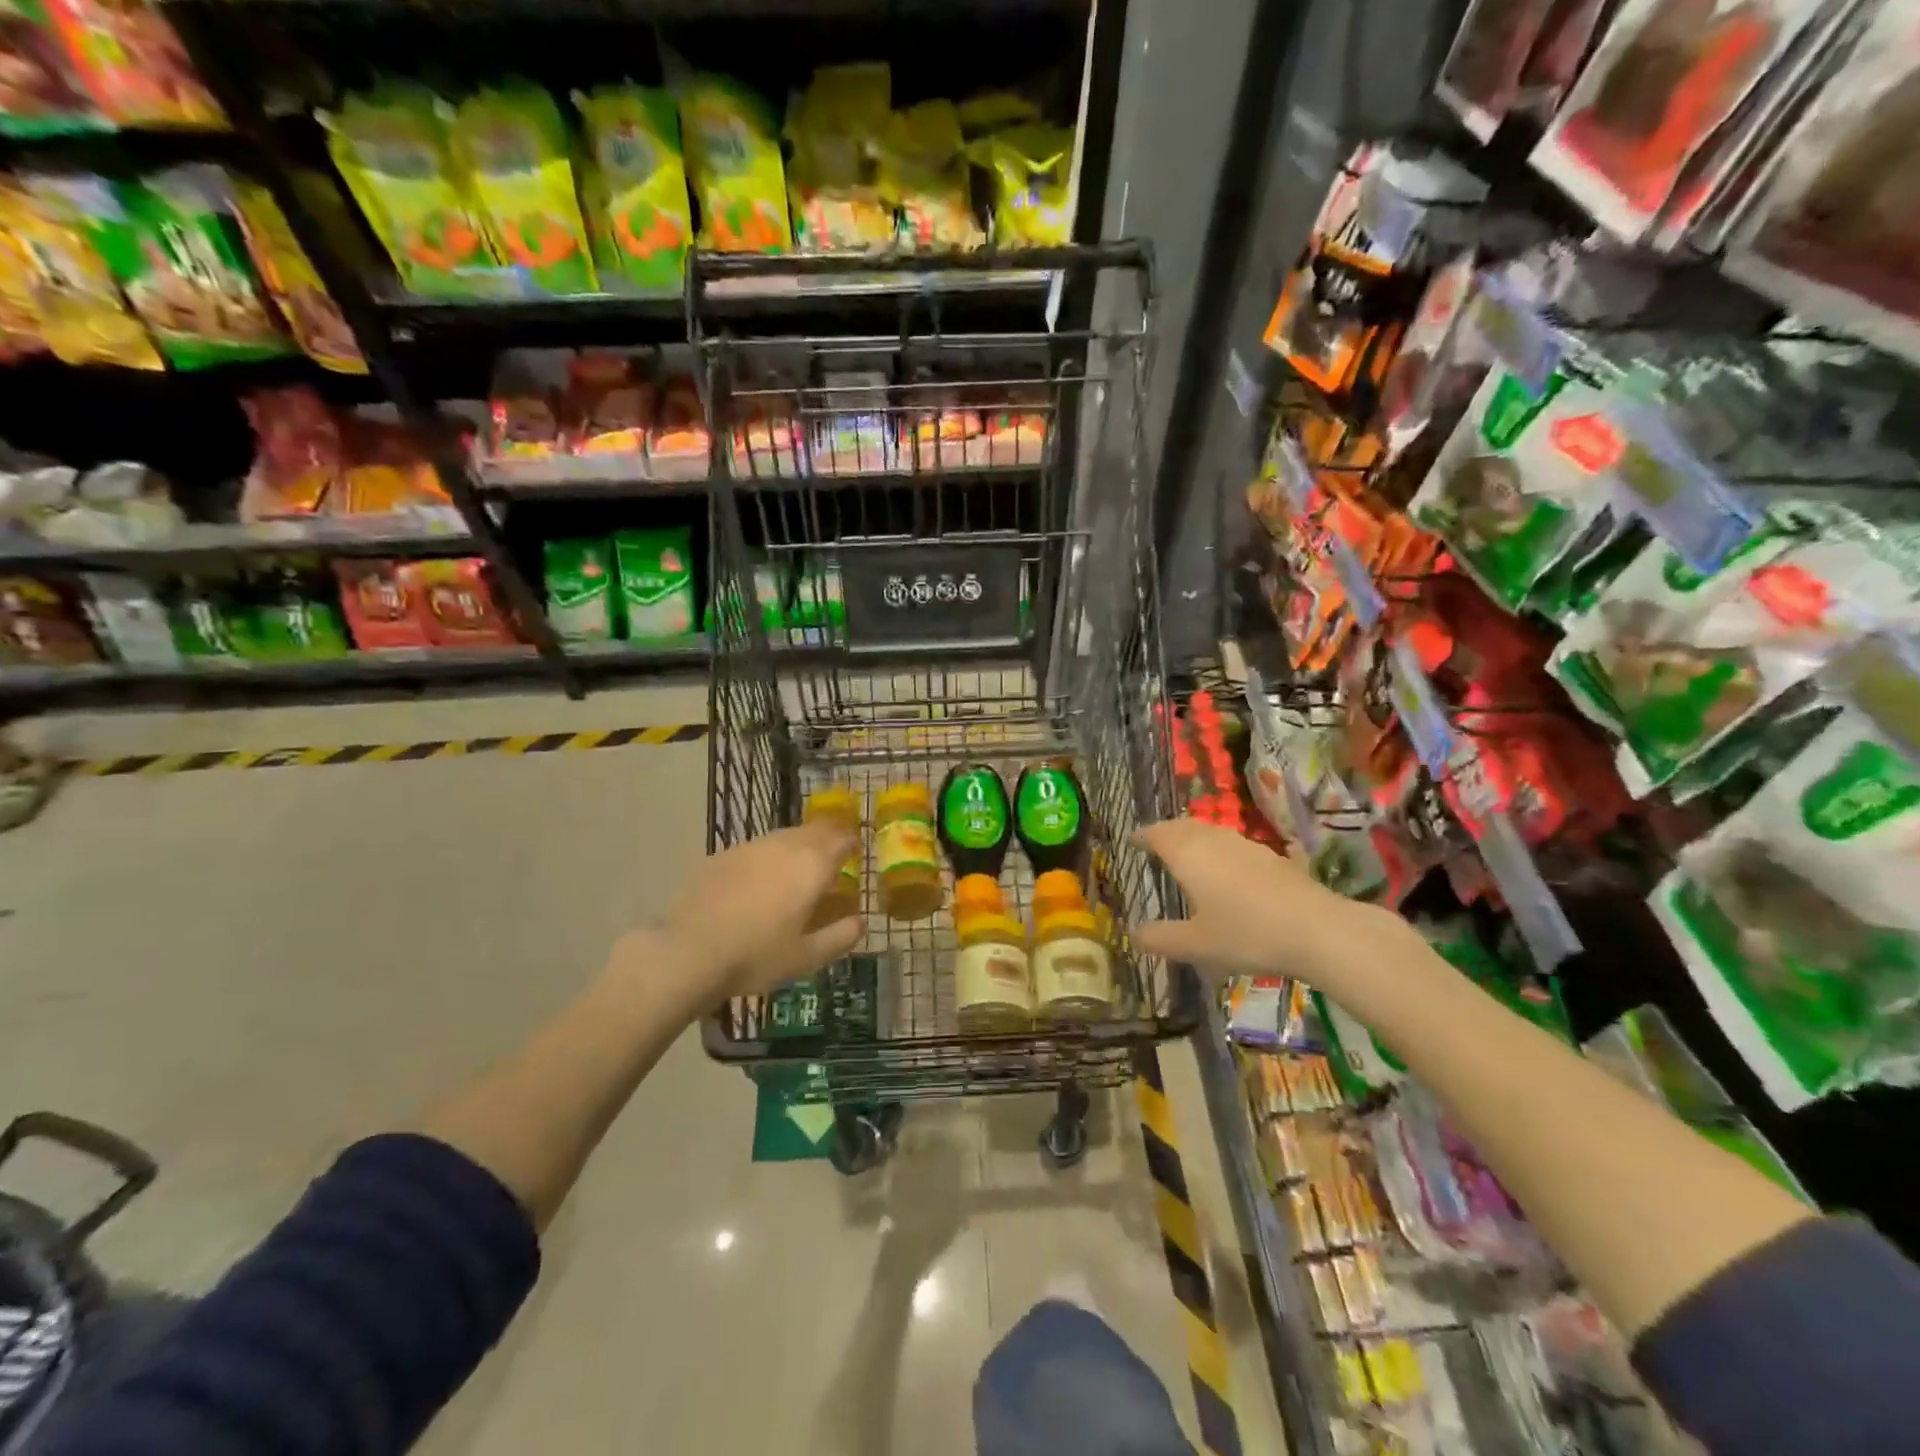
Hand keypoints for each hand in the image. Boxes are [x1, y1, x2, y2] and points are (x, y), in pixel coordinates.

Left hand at [651, 820, 864, 1000]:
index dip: (852, 844)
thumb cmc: (755, 956)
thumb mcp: (807, 957)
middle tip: (830, 861)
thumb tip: (860, 922)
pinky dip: (767, 858)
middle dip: (827, 840)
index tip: (856, 855)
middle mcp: (783, 846)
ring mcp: (749, 847)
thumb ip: (841, 936)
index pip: (842, 839)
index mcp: (811, 866)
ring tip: (795, 872)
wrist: (686, 952)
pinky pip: (755, 849)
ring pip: (784, 836)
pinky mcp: (721, 856)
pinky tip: (757, 884)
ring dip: (797, 846)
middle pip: (814, 830)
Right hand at [1130, 818, 1412, 989]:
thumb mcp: (1196, 944)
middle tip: (1157, 843)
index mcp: (1188, 854)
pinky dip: (1224, 853)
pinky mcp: (1275, 858)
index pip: (1157, 834)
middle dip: (1168, 832)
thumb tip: (1134, 934)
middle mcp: (1215, 841)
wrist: (1318, 930)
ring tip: (1190, 855)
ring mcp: (1248, 846)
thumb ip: (1162, 938)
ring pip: (1213, 834)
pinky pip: (1238, 848)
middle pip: (1185, 827)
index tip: (1132, 840)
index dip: (1143, 835)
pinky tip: (1232, 871)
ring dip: (1197, 839)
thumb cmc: (1246, 934)